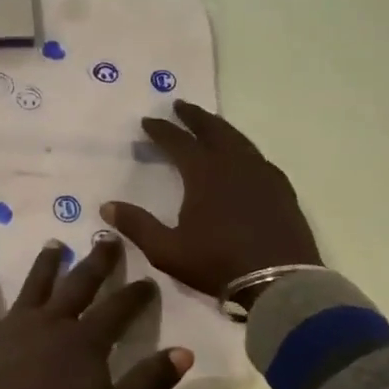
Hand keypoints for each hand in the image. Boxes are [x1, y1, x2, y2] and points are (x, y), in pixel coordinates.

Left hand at [0, 237, 192, 388]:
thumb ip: (150, 382)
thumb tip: (184, 351)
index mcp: (87, 341)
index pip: (118, 310)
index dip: (135, 294)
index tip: (148, 279)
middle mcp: (53, 322)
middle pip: (79, 284)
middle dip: (96, 261)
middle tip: (107, 236)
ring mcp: (16, 325)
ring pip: (35, 285)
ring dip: (46, 264)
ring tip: (54, 243)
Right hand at [103, 100, 319, 298]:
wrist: (280, 283)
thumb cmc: (218, 263)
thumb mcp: (167, 250)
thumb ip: (137, 225)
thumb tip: (107, 206)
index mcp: (204, 173)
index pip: (178, 141)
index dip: (161, 130)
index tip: (147, 121)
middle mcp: (234, 165)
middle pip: (213, 130)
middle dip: (194, 116)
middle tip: (180, 105)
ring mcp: (262, 175)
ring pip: (238, 139)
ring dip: (220, 128)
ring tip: (209, 124)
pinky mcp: (281, 189)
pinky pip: (258, 157)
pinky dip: (243, 148)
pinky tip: (243, 157)